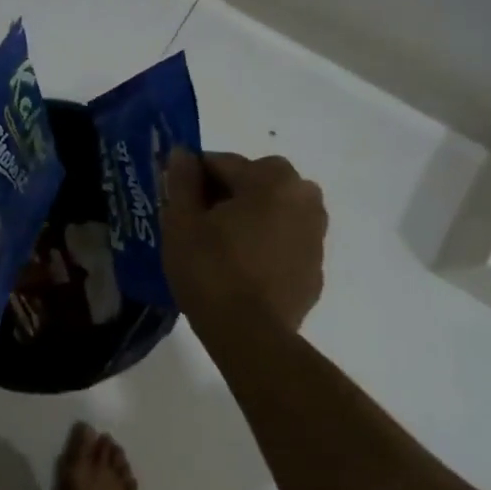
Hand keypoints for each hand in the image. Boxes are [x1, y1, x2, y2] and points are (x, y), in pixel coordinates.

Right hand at [162, 151, 326, 331]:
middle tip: (196, 226)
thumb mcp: (181, 222)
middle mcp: (304, 197)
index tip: (175, 201)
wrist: (250, 335)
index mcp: (272, 178)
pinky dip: (264, 247)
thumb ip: (181, 181)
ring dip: (248, 219)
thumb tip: (182, 154)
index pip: (222, 163)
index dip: (192, 179)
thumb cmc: (210, 270)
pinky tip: (240, 271)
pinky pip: (283, 243)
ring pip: (271, 212)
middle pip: (253, 184)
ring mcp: (316, 235)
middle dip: (224, 197)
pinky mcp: (316, 268)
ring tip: (218, 249)